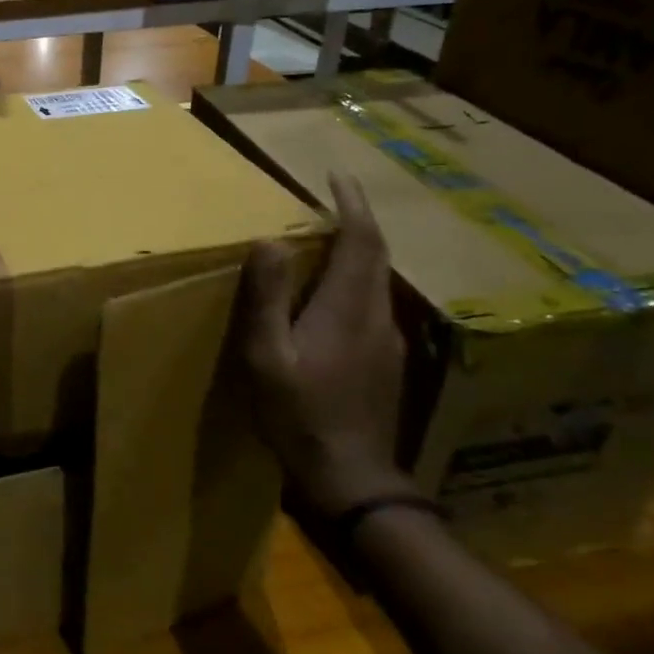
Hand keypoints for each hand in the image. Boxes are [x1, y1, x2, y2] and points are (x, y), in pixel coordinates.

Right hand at [242, 171, 416, 518]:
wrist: (351, 478)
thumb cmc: (299, 414)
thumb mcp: (266, 356)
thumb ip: (266, 298)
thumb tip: (269, 242)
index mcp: (347, 307)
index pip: (361, 240)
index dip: (352, 204)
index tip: (337, 175)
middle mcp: (376, 315)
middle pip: (376, 254)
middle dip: (358, 220)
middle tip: (331, 199)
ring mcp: (387, 340)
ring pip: (378, 279)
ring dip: (359, 249)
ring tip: (328, 238)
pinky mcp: (386, 361)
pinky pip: (374, 302)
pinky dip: (357, 279)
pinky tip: (333, 294)